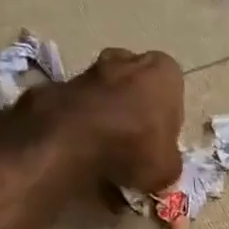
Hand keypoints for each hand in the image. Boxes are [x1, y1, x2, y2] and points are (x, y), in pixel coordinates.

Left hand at [42, 47, 184, 193]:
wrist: (70, 142)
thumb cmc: (133, 147)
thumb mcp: (167, 169)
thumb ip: (169, 160)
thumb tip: (163, 164)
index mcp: (163, 73)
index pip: (172, 87)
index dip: (166, 115)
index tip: (159, 138)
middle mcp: (127, 60)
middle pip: (135, 81)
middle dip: (134, 104)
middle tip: (133, 138)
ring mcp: (87, 69)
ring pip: (103, 89)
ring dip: (105, 110)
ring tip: (104, 146)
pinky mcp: (56, 85)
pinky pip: (75, 105)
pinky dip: (77, 120)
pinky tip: (78, 146)